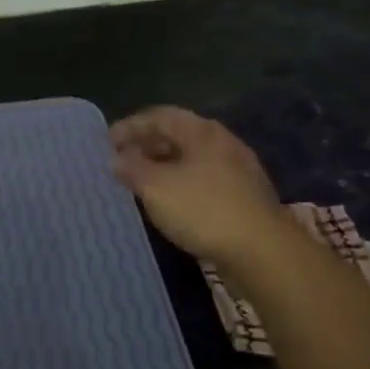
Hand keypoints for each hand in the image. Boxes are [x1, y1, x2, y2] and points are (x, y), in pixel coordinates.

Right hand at [110, 106, 287, 268]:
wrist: (263, 252)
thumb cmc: (203, 210)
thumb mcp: (155, 187)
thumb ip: (131, 168)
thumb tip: (116, 158)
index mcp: (202, 131)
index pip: (159, 116)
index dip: (130, 126)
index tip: (106, 143)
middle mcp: (223, 142)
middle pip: (178, 134)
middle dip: (147, 145)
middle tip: (122, 161)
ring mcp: (239, 169)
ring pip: (192, 158)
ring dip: (164, 166)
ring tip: (142, 182)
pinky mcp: (246, 196)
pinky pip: (205, 179)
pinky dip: (181, 183)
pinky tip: (171, 202)